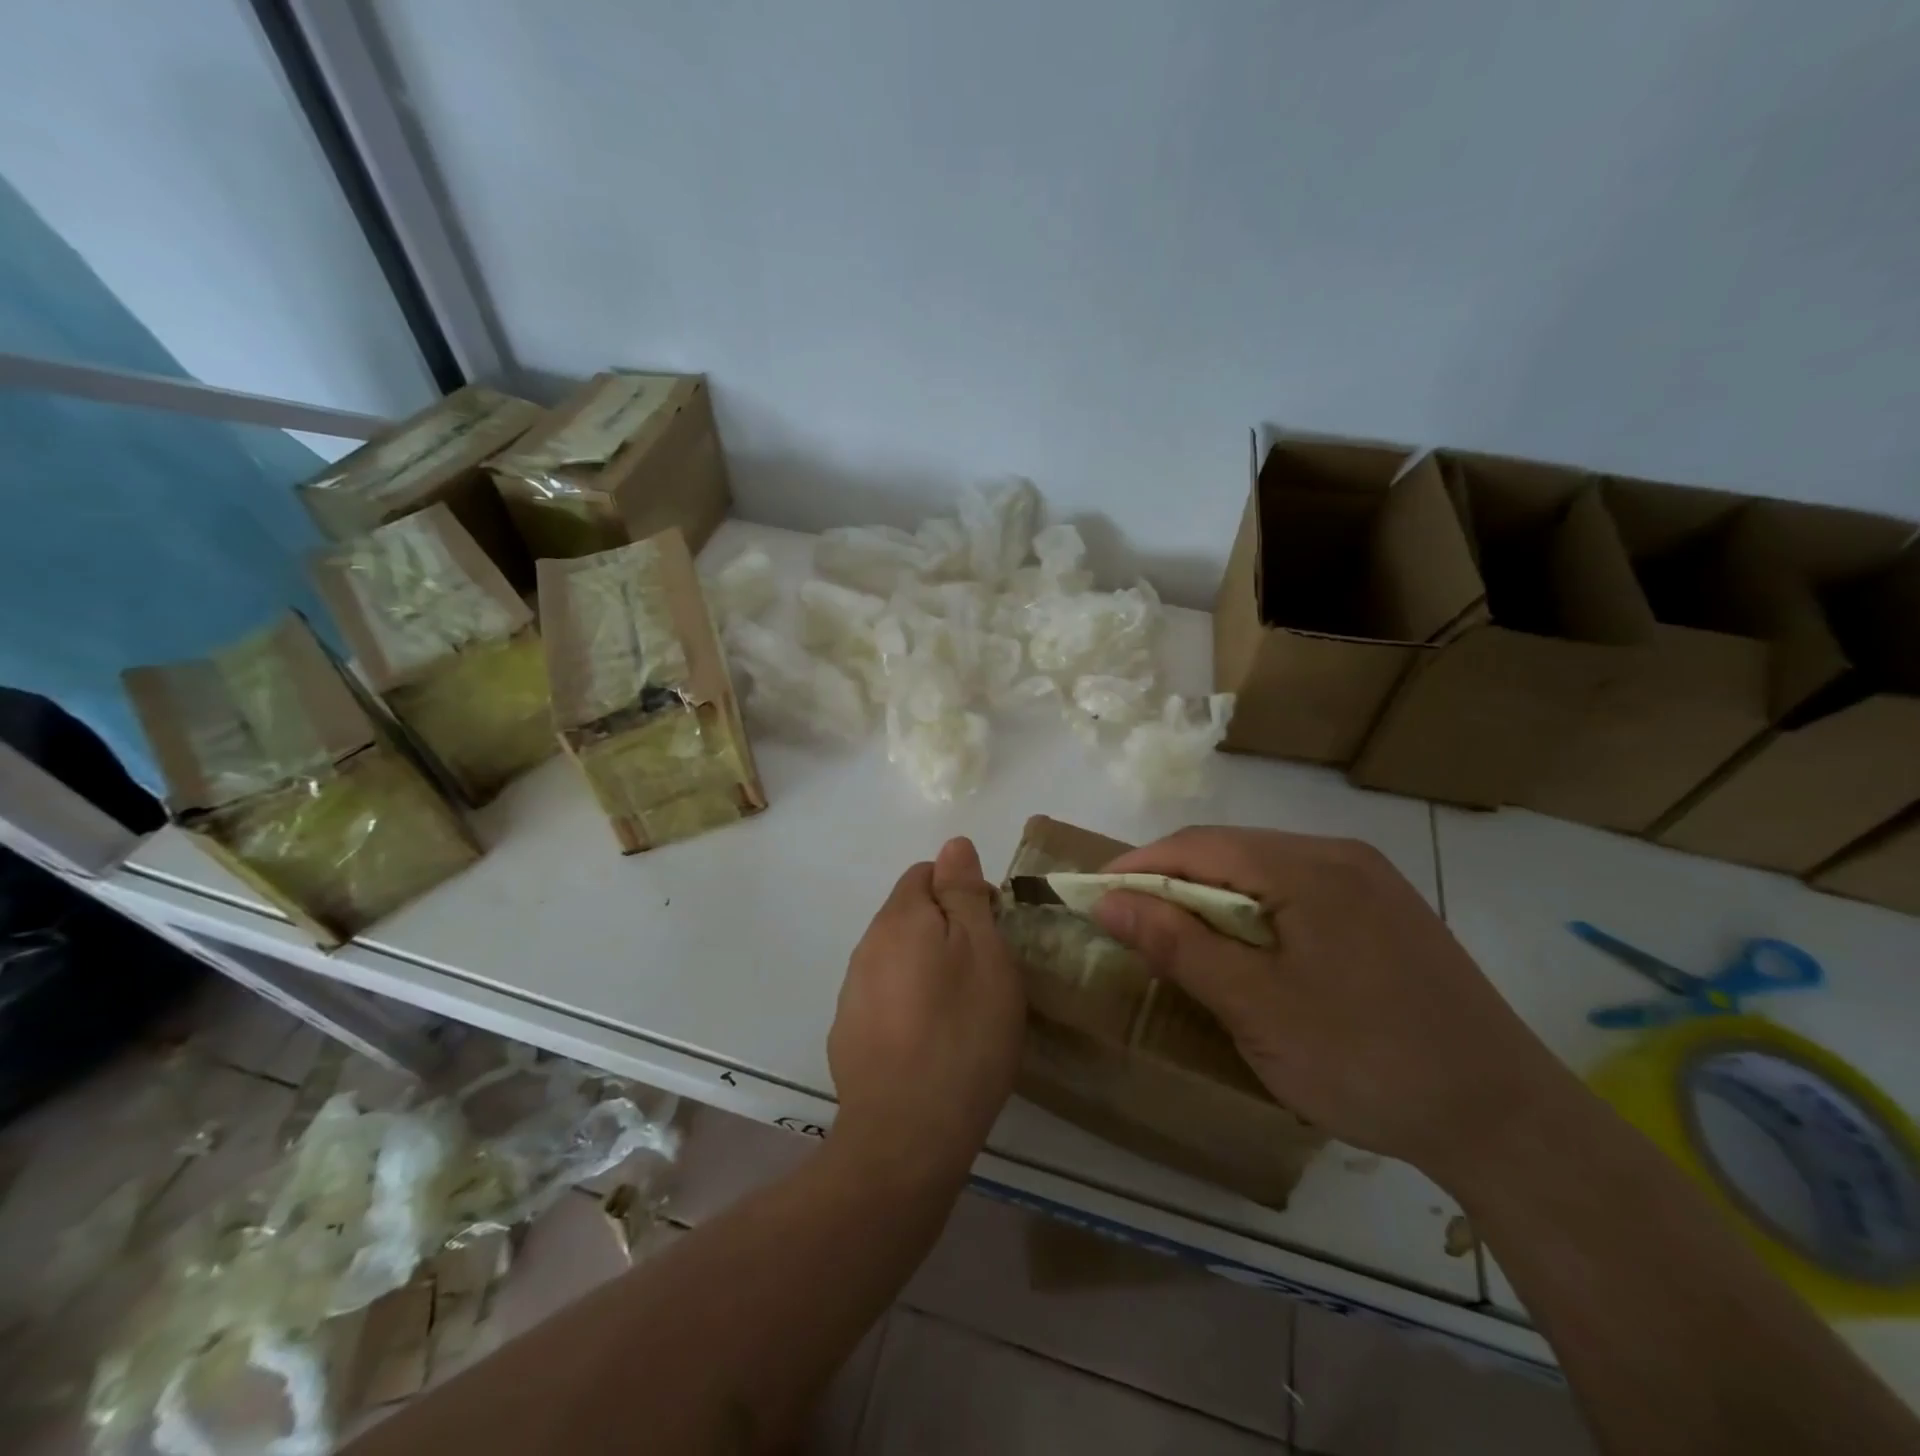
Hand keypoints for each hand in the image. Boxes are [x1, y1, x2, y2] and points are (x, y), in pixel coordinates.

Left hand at [827, 838, 1025, 1187]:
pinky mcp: (849, 1034)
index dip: (964, 891)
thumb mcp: (983, 951)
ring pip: (897, 958)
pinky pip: (885, 998)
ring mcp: (852, 993)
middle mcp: (867, 946)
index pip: (926, 873)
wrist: (907, 1134)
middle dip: (947, 929)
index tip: (993, 929)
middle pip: (910, 915)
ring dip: (928, 968)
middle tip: (986, 973)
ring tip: (963, 1011)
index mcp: (899, 918)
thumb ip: (963, 893)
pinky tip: (931, 1041)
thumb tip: (953, 844)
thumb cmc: (962, 1032)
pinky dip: (909, 1004)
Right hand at [1092, 827, 1573, 1179]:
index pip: (1197, 846)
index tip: (1092, 897)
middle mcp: (1339, 855)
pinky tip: (1246, 949)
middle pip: (1229, 850)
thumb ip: (1177, 945)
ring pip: (1262, 869)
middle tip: (1129, 924)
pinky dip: (1253, 911)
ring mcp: (1369, 880)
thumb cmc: (1366, 1060)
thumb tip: (1106, 901)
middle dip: (1171, 881)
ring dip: (1211, 897)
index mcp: (1308, 867)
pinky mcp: (1384, 909)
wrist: (1505, 1119)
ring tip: (1178, 939)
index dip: (1137, 868)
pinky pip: (1296, 890)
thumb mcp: (1255, 1007)